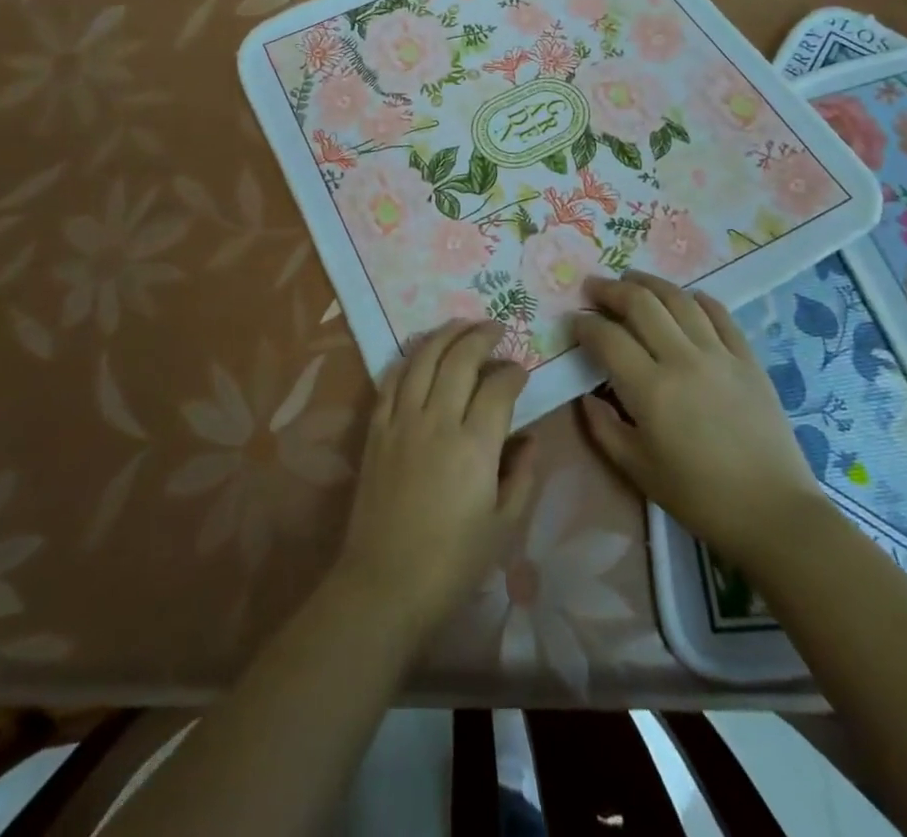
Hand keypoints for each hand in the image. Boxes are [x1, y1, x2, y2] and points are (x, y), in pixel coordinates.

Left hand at [334, 321, 535, 638]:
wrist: (385, 582)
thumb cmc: (452, 563)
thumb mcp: (504, 527)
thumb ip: (523, 475)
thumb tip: (530, 437)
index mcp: (475, 447)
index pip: (498, 388)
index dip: (513, 372)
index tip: (521, 370)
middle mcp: (437, 421)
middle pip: (460, 359)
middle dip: (481, 336)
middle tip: (497, 328)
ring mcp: (401, 421)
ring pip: (423, 359)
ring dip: (445, 335)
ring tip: (462, 325)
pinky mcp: (376, 428)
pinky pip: (392, 379)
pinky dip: (409, 358)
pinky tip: (421, 352)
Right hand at [574, 271, 828, 567]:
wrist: (773, 513)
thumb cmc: (698, 497)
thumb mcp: (637, 469)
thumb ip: (603, 428)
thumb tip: (586, 396)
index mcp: (651, 390)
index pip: (607, 338)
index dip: (585, 324)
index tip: (574, 321)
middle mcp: (683, 360)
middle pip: (641, 304)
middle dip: (611, 290)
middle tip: (594, 287)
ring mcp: (719, 355)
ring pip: (679, 300)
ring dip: (650, 283)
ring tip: (632, 279)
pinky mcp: (748, 359)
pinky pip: (720, 315)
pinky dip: (698, 299)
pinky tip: (686, 297)